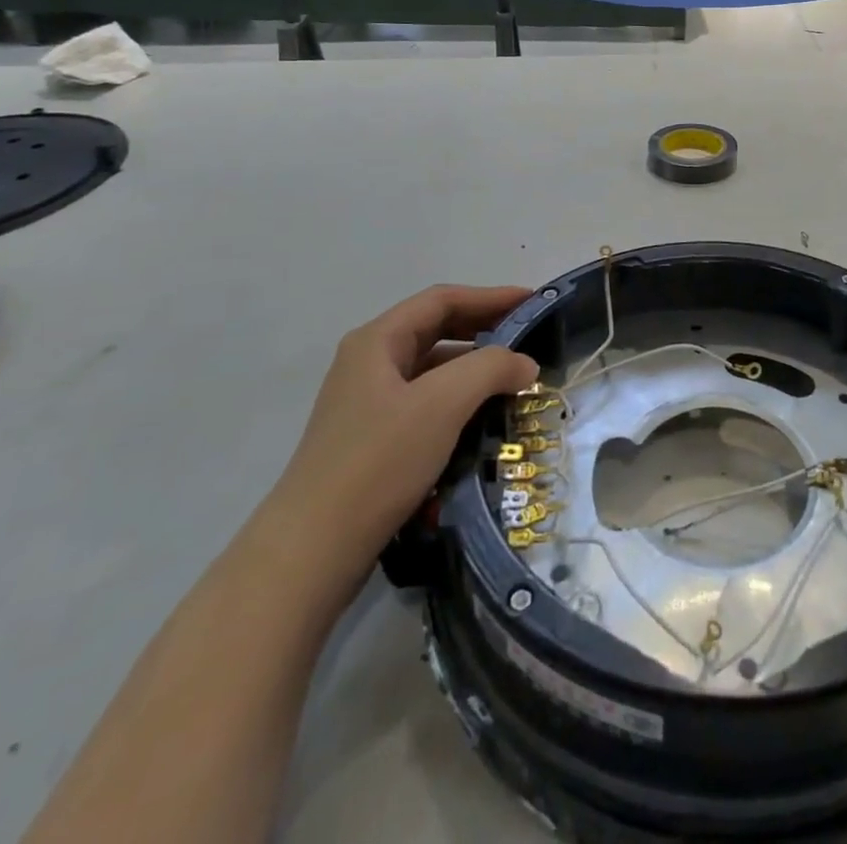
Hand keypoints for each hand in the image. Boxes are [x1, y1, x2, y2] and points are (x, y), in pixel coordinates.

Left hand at [267, 285, 537, 581]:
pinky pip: (426, 404)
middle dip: (485, 329)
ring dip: (474, 369)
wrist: (313, 551)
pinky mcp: (373, 440)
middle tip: (529, 338)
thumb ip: (491, 369)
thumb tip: (526, 364)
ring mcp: (368, 403)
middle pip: (436, 330)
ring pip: (432, 370)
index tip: (533, 302)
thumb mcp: (443, 404)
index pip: (442, 300)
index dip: (491, 296)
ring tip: (515, 381)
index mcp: (377, 341)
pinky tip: (484, 420)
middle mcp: (369, 363)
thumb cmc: (379, 461)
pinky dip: (459, 402)